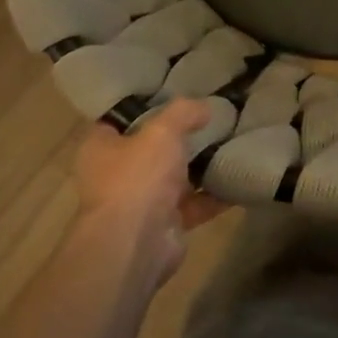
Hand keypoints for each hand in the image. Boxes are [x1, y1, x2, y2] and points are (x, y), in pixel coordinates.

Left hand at [72, 100, 220, 282]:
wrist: (137, 243)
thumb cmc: (138, 177)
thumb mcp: (162, 131)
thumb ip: (183, 113)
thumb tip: (204, 108)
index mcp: (100, 149)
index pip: (118, 120)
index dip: (142, 106)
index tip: (171, 94)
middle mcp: (115, 175)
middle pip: (149, 149)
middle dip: (177, 138)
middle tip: (208, 119)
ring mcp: (139, 202)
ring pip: (173, 178)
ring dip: (198, 168)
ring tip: (229, 145)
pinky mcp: (164, 225)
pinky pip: (193, 205)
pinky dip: (214, 196)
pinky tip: (238, 179)